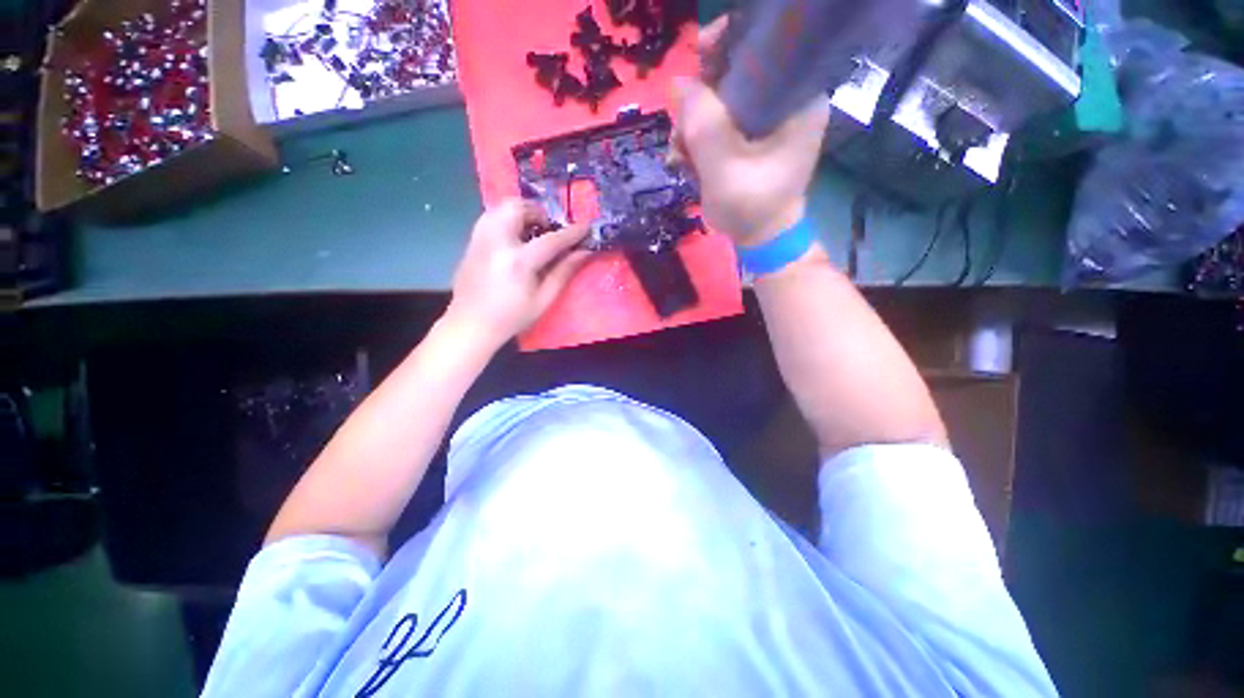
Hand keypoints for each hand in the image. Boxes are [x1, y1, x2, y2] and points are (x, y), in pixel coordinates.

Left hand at [446, 199, 590, 347]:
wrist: (470, 324)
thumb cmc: (512, 317)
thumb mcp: (544, 299)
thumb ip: (564, 272)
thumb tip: (583, 252)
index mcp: (519, 262)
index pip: (551, 239)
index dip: (571, 233)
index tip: (586, 227)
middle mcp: (497, 242)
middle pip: (518, 208)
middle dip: (539, 212)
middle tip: (550, 228)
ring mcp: (480, 239)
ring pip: (500, 207)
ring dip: (521, 212)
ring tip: (532, 229)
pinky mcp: (471, 241)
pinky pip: (490, 217)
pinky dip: (506, 219)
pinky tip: (515, 237)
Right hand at [672, 18, 830, 245]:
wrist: (759, 238)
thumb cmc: (751, 206)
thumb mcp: (723, 166)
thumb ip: (702, 124)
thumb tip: (677, 82)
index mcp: (796, 98)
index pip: (764, 46)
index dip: (727, 44)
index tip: (698, 58)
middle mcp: (783, 100)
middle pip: (734, 73)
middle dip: (700, 100)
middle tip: (682, 133)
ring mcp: (764, 120)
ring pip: (718, 101)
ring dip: (692, 126)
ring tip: (681, 157)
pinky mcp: (748, 137)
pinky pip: (716, 123)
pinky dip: (696, 139)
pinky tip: (686, 161)